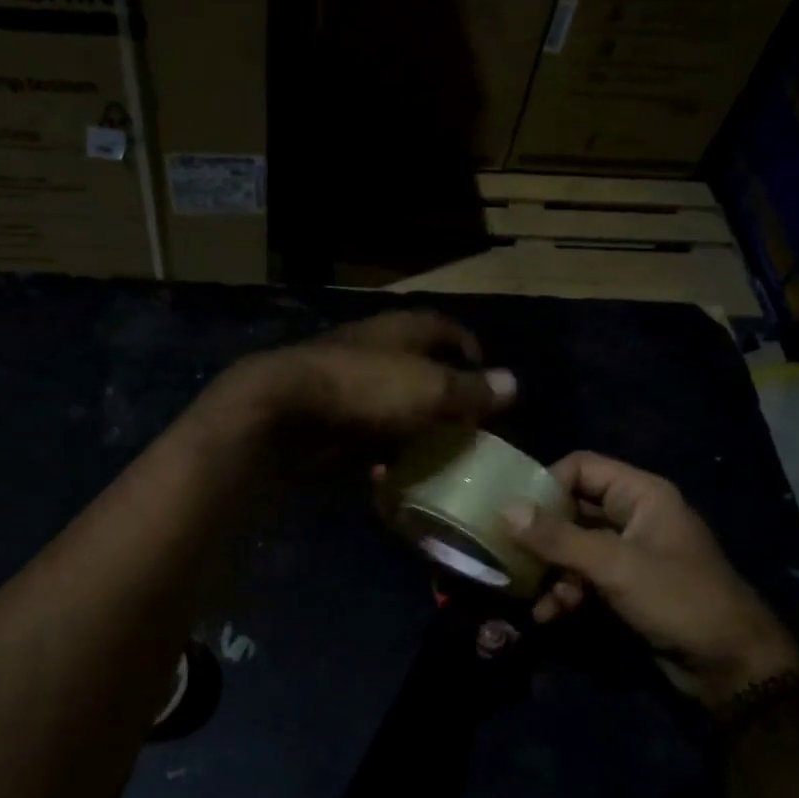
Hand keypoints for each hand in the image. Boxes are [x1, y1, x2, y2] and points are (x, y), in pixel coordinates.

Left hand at [220, 310, 514, 440]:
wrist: (284, 412)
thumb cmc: (366, 390)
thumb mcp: (430, 389)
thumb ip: (471, 389)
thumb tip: (513, 383)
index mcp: (400, 330)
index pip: (443, 328)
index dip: (468, 347)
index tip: (486, 375)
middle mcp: (374, 349)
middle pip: (417, 365)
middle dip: (442, 392)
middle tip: (466, 423)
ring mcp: (345, 382)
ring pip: (390, 400)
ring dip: (412, 423)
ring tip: (436, 452)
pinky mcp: (326, 416)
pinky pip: (364, 430)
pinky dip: (380, 446)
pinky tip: (390, 469)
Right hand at [505, 452, 798, 710]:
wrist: (730, 666)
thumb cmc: (678, 600)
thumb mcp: (614, 566)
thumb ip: (558, 538)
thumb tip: (505, 509)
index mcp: (640, 495)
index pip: (580, 468)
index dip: (545, 483)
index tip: (511, 510)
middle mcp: (633, 516)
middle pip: (572, 508)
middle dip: (540, 533)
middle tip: (504, 550)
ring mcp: (629, 553)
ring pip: (573, 547)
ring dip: (549, 569)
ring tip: (524, 591)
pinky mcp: (625, 587)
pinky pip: (584, 577)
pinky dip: (564, 592)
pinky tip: (546, 614)